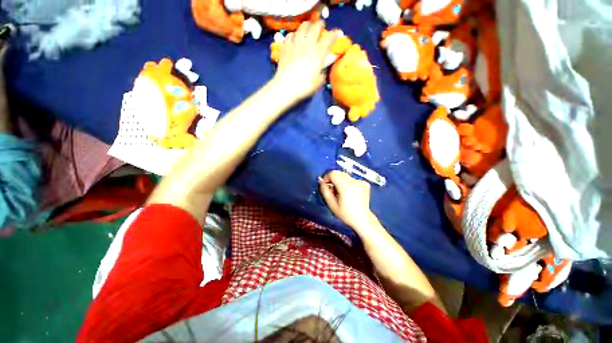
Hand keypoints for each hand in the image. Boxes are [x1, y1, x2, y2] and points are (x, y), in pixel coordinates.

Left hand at [272, 21, 337, 102]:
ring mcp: (295, 43)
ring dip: (308, 26)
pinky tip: (295, 38)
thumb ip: (323, 72)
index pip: (329, 38)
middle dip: (320, 25)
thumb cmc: (304, 86)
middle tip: (321, 28)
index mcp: (318, 53)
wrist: (286, 87)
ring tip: (308, 29)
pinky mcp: (285, 45)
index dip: (334, 34)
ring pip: (303, 26)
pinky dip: (295, 34)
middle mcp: (308, 44)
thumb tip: (323, 68)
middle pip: (316, 26)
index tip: (336, 34)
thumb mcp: (318, 82)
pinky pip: (291, 34)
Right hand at [319, 170, 374, 229]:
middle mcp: (354, 181)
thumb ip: (325, 191)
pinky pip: (352, 179)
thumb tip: (320, 180)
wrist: (362, 219)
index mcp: (346, 186)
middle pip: (339, 173)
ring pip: (345, 176)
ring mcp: (360, 181)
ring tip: (341, 193)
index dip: (327, 177)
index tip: (325, 185)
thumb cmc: (345, 214)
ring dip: (340, 181)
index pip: (333, 173)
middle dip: (333, 180)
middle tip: (333, 191)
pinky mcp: (365, 183)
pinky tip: (350, 193)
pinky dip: (348, 184)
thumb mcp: (331, 204)